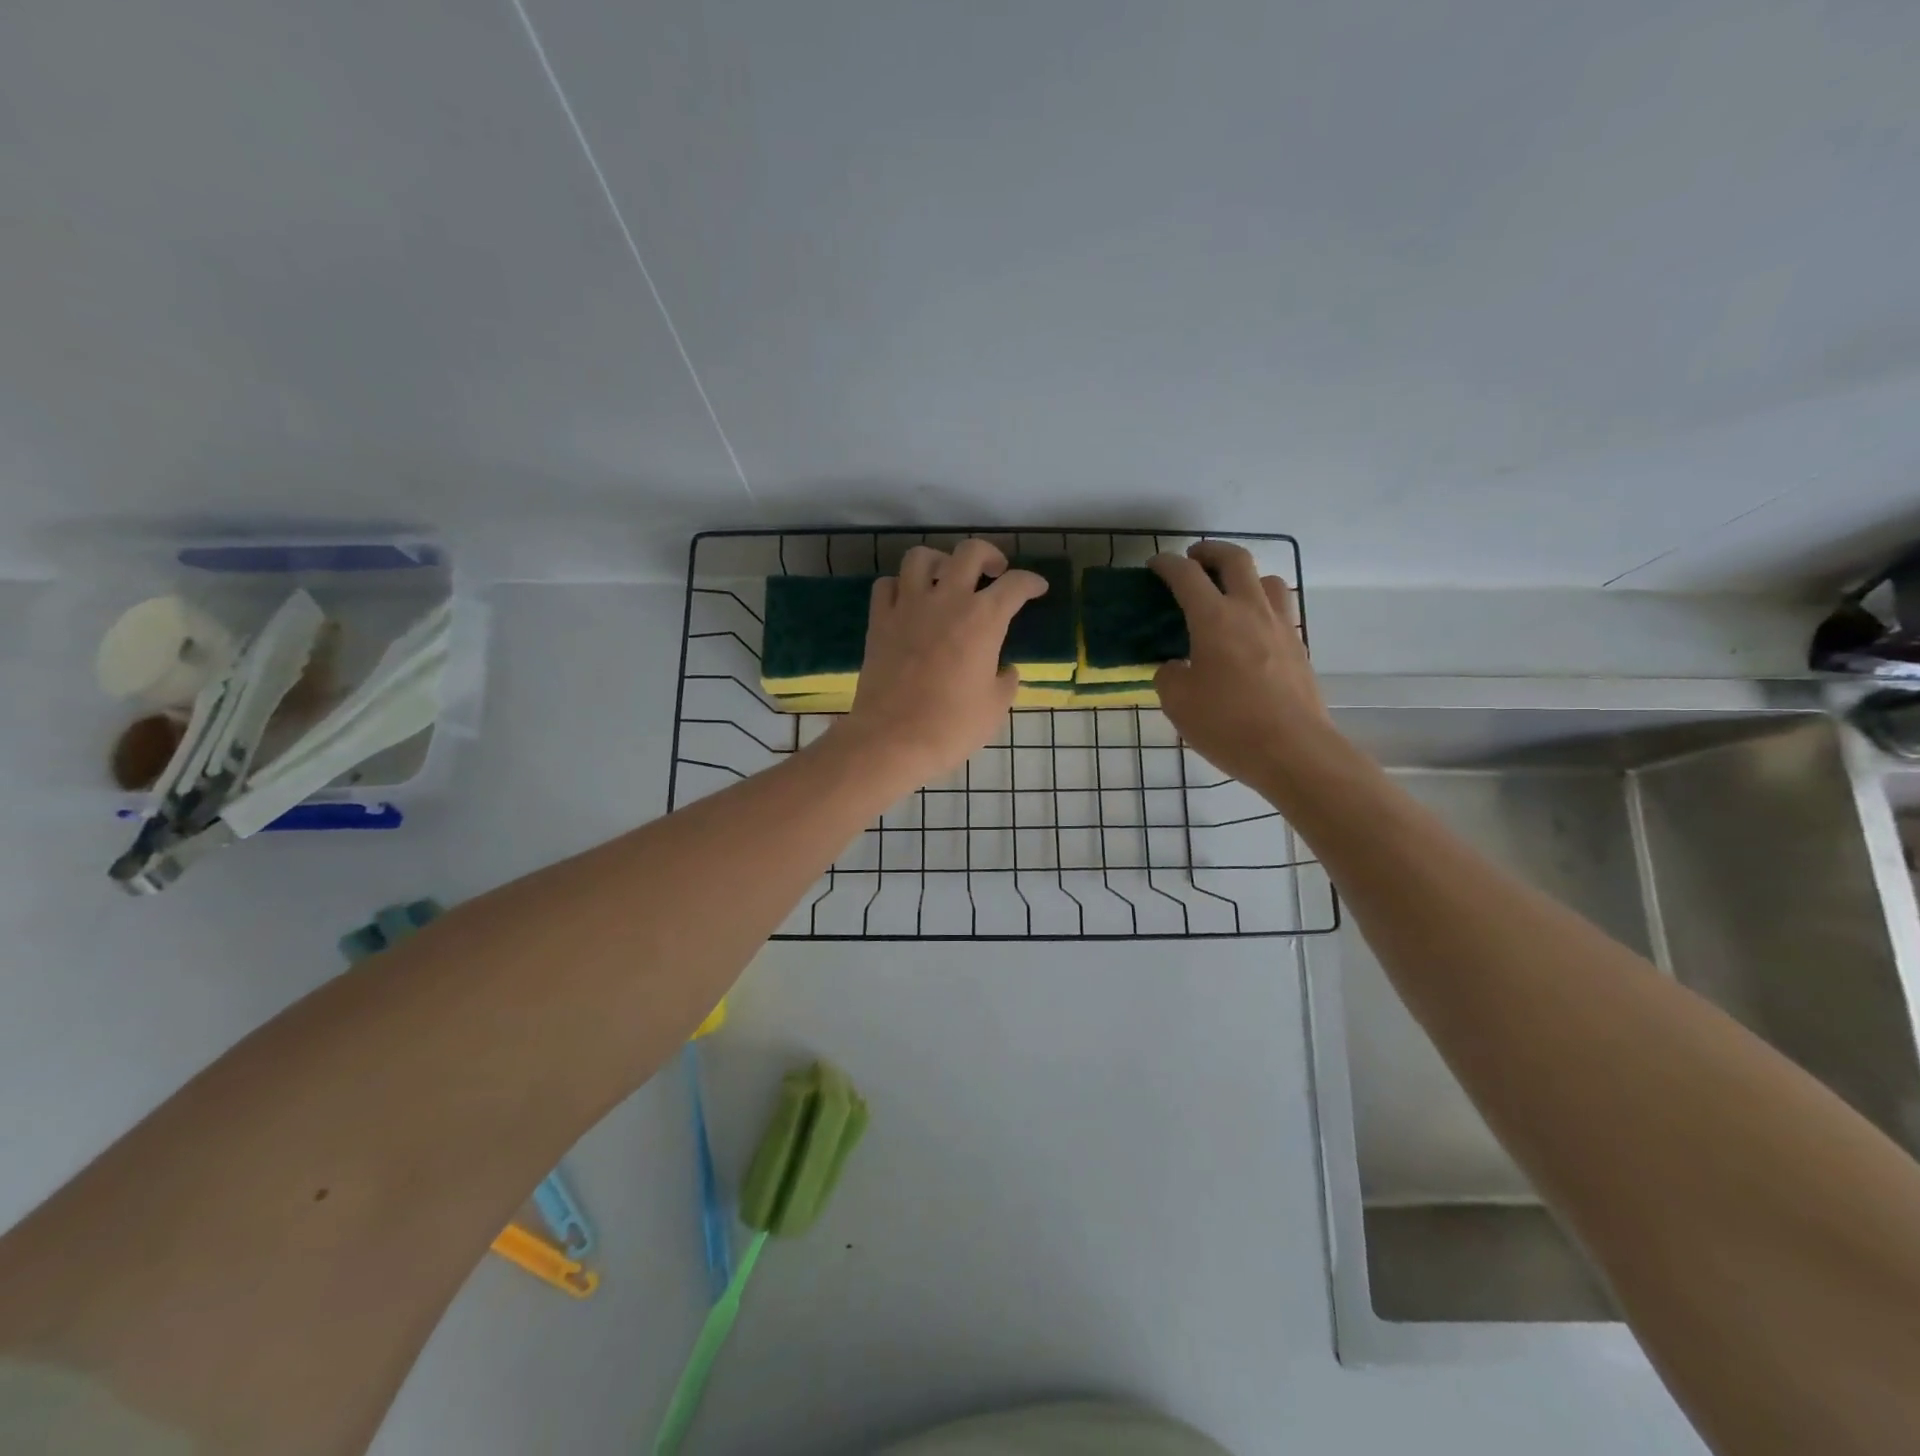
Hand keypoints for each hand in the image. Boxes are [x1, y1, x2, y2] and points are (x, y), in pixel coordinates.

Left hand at [832, 539, 1047, 786]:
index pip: (1015, 585)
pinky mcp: (879, 621)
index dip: (1031, 583)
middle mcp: (946, 600)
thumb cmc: (952, 726)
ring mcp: (908, 606)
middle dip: (989, 555)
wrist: (893, 739)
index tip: (1037, 588)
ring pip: (921, 557)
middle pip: (970, 552)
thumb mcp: (995, 707)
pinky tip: (909, 602)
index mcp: (983, 619)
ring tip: (946, 578)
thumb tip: (1004, 670)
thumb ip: (1005, 681)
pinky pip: (887, 585)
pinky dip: (901, 586)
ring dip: (939, 561)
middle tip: (994, 572)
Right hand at [1151, 541, 1334, 786]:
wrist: (1294, 751)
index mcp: (1214, 619)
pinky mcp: (1299, 648)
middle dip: (1211, 551)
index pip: (1187, 576)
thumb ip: (1169, 676)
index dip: (1167, 565)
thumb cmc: (1228, 724)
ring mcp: (1281, 627)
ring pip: (1267, 580)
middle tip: (1194, 558)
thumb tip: (1176, 667)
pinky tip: (1250, 631)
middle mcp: (1250, 611)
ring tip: (1229, 593)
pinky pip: (1281, 610)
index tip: (1156, 563)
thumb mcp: (1178, 703)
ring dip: (1245, 576)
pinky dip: (1262, 606)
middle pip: (1235, 560)